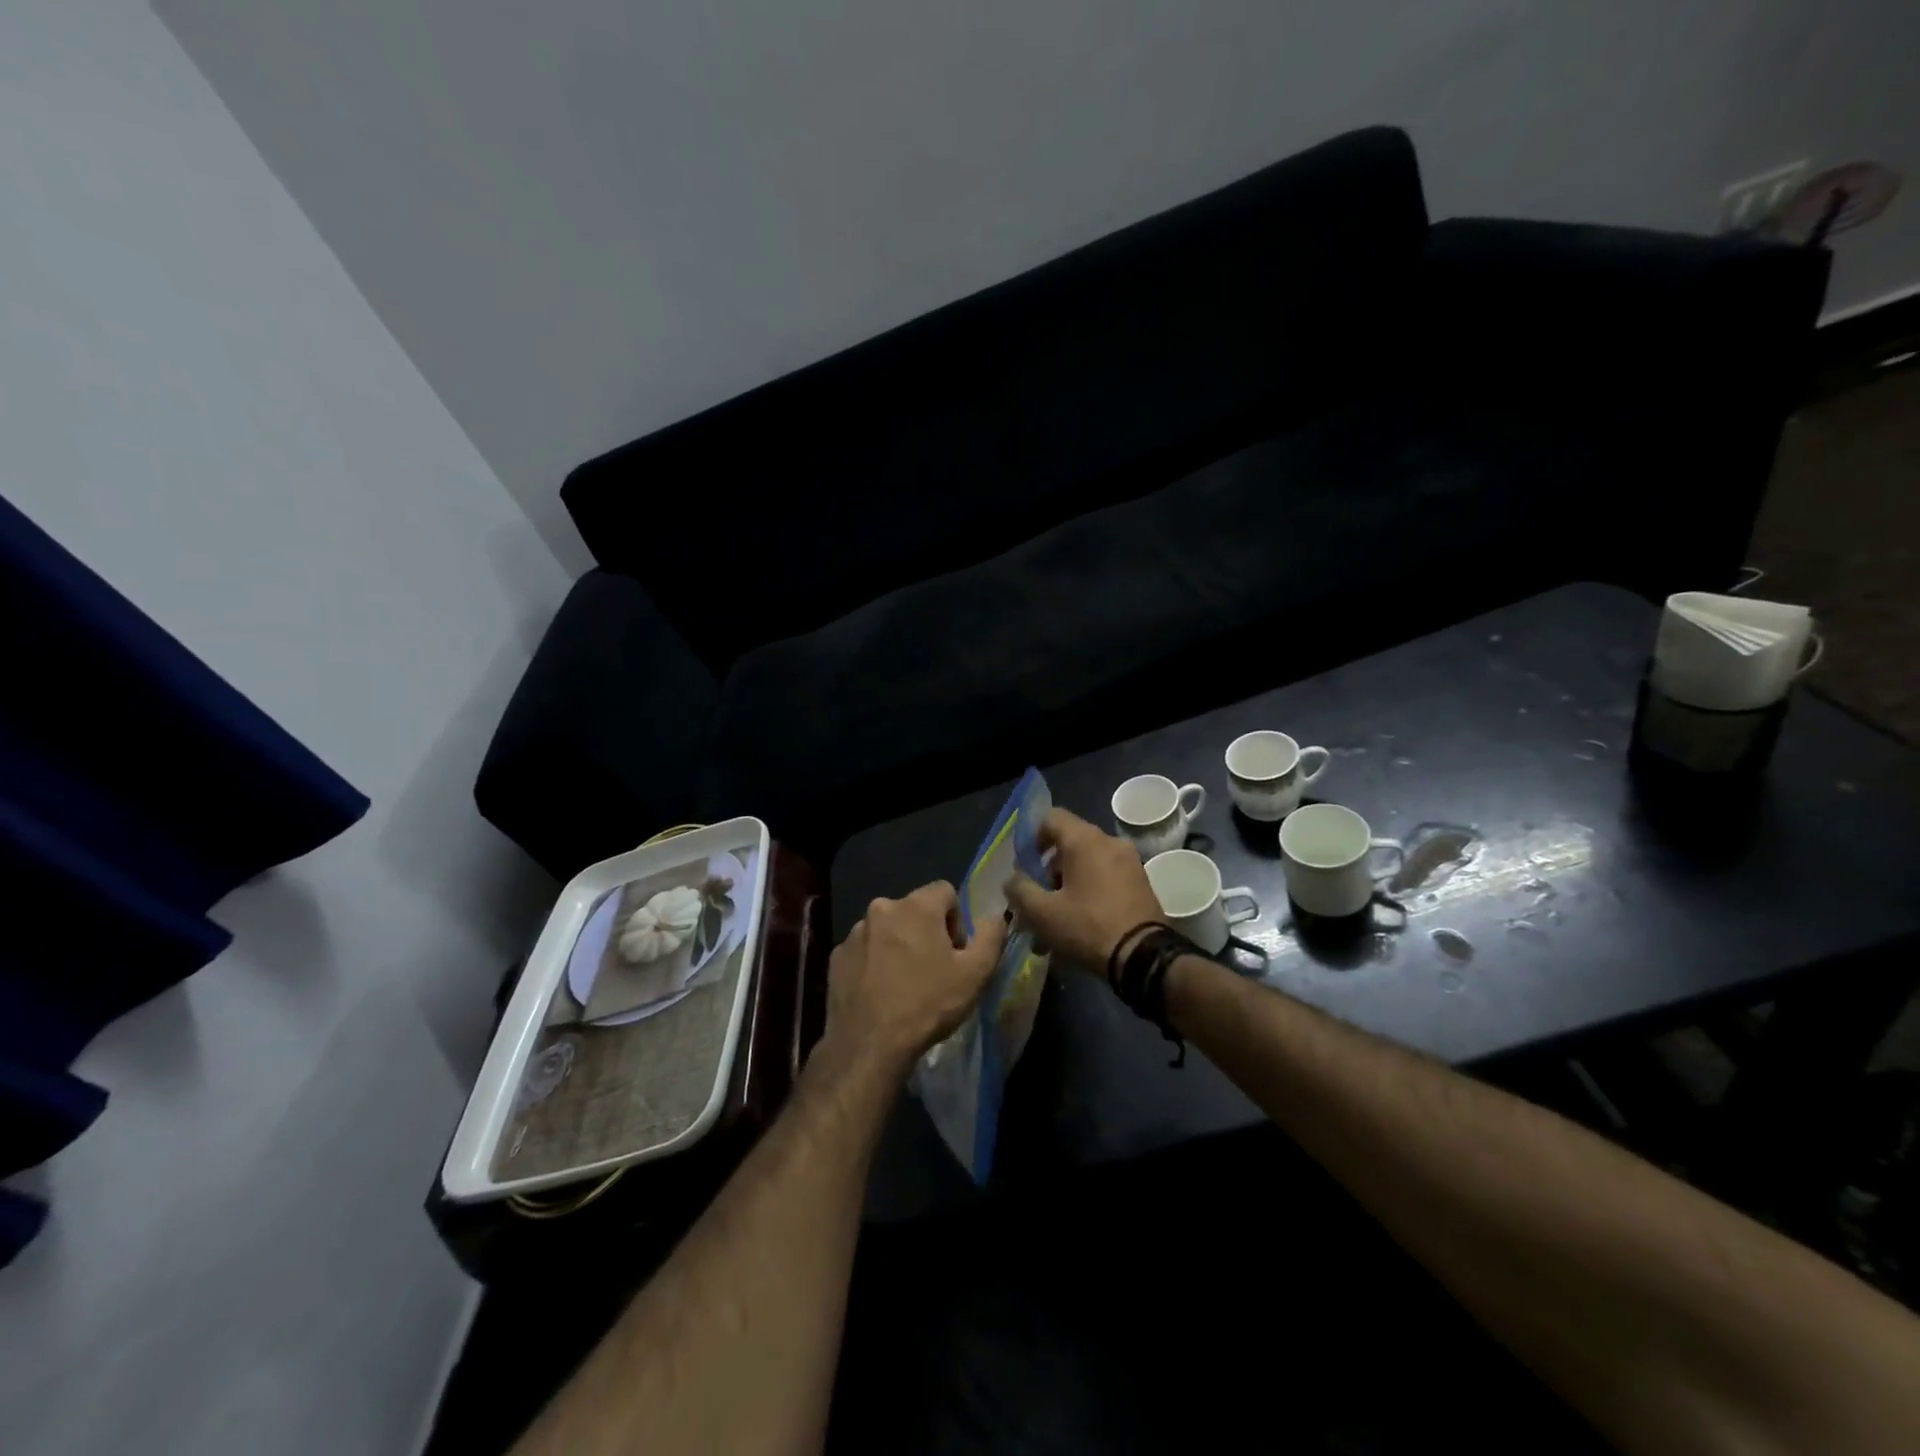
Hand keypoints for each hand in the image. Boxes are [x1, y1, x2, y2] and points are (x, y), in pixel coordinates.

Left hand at [825, 881, 1008, 1072]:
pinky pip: (864, 950)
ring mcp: (855, 932)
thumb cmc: (928, 1004)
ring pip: (887, 929)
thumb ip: (990, 936)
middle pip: (914, 910)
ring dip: (898, 946)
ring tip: (903, 985)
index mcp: (917, 906)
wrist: (869, 1044)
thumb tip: (995, 916)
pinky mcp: (836, 956)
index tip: (955, 952)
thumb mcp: (975, 974)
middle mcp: (882, 908)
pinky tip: (880, 992)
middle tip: (932, 970)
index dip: (956, 920)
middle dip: (926, 932)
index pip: (945, 891)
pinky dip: (874, 962)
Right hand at [1004, 808, 1164, 972]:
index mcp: (1085, 840)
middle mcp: (1110, 842)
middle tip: (1036, 901)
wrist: (1145, 958)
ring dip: (1066, 888)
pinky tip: (1078, 927)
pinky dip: (1088, 894)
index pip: (1051, 818)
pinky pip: (1105, 879)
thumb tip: (1013, 879)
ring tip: (1054, 924)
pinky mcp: (1141, 884)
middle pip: (1068, 845)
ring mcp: (1130, 863)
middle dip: (1047, 872)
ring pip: (1087, 866)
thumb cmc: (1088, 927)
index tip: (1024, 867)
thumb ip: (1019, 889)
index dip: (1032, 838)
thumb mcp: (1042, 912)